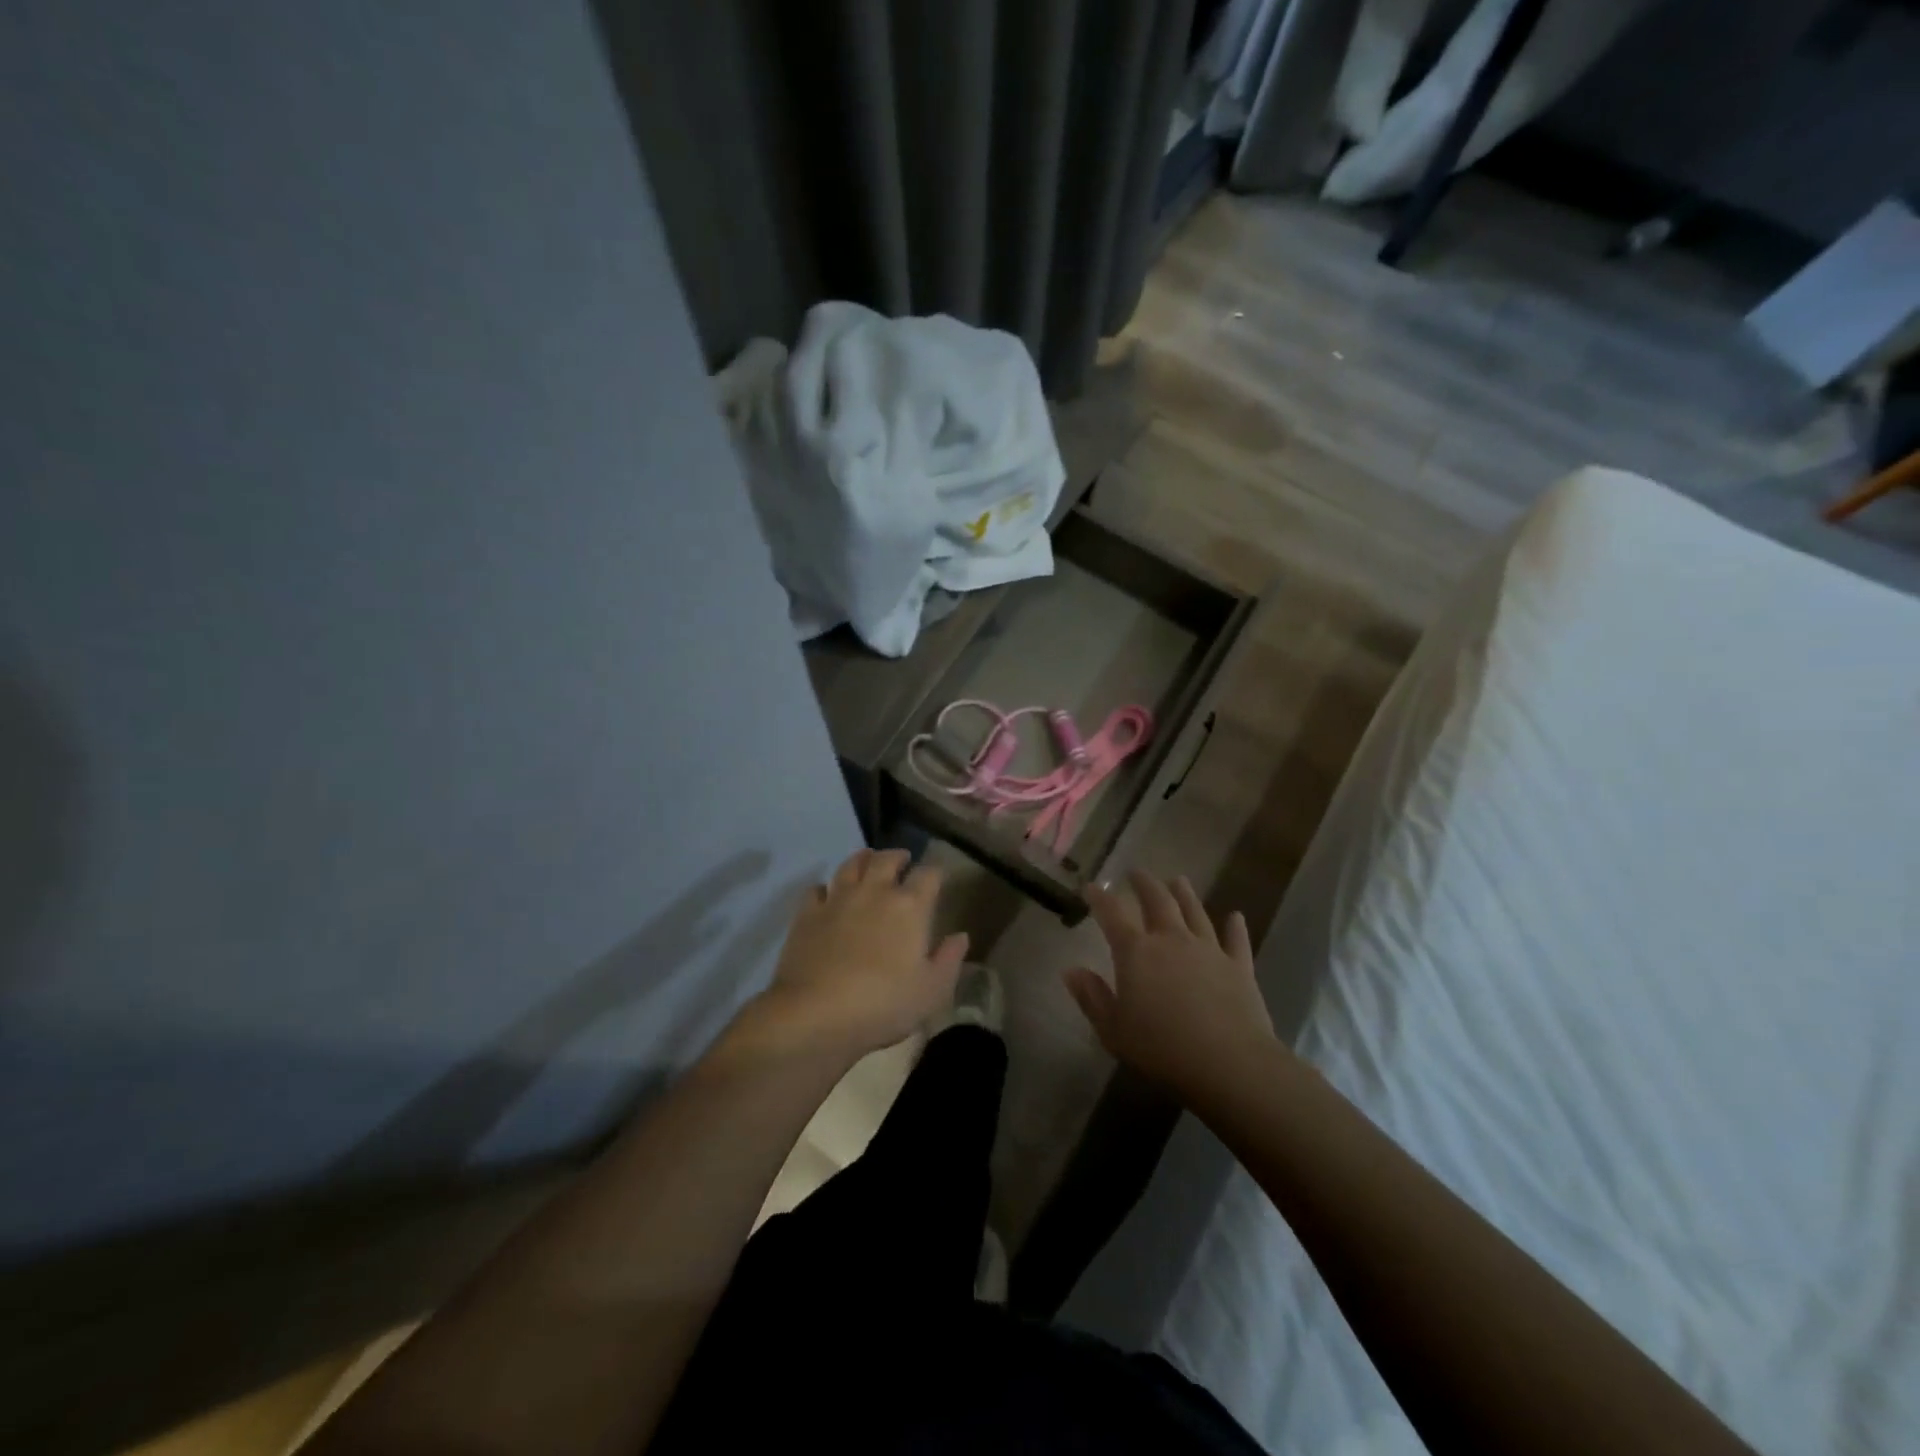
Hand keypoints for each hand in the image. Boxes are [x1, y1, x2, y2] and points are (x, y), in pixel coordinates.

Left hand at [738, 849, 967, 1063]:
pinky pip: (817, 889)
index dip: (935, 873)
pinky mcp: (807, 914)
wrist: (815, 1013)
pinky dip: (826, 888)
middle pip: (887, 859)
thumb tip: (960, 936)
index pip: (928, 875)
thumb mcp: (931, 991)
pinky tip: (828, 896)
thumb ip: (949, 959)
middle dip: (898, 856)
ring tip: (868, 862)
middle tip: (903, 860)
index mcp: (909, 907)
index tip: (938, 878)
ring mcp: (837, 899)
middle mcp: (874, 892)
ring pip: (851, 864)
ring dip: (863, 859)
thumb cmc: (883, 1004)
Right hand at [1064, 871, 1273, 1095]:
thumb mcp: (1113, 1029)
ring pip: (1195, 912)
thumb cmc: (1161, 1048)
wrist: (1228, 1062)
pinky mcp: (1239, 967)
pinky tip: (1236, 916)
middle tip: (1137, 872)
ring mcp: (1209, 950)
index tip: (1091, 887)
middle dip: (1145, 884)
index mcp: (1136, 952)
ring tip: (1178, 879)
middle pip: (1158, 901)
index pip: (1112, 915)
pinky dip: (1235, 927)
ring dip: (1185, 894)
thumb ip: (1092, 997)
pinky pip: (1236, 941)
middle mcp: (1172, 940)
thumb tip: (1071, 970)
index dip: (1100, 898)